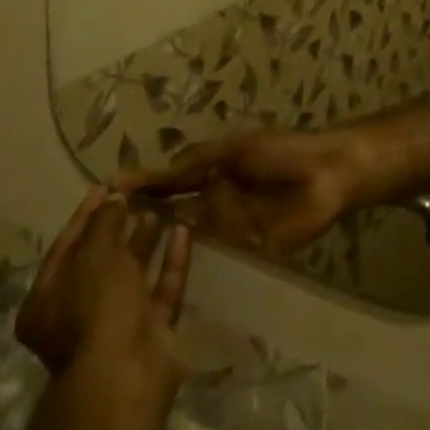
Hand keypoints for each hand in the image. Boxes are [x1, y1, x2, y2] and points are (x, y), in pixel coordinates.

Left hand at [15, 190, 190, 389]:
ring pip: (133, 274)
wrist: (125, 374)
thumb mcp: (95, 254)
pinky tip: (183, 230)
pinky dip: (171, 261)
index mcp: (47, 300)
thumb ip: (104, 222)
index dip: (86, 214)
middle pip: (100, 261)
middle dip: (119, 227)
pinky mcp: (150, 331)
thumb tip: (113, 199)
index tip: (107, 186)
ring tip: (163, 207)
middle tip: (138, 195)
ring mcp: (116, 324)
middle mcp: (77, 314)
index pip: (66, 246)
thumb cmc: (96, 307)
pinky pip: (160, 288)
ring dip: (146, 241)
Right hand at [114, 128, 369, 259]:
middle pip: (174, 209)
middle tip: (101, 237)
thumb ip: (199, 159)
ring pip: (189, 234)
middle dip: (144, 218)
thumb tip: (157, 170)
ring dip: (163, 243)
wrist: (328, 175)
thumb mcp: (236, 148)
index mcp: (214, 168)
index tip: (106, 191)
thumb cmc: (282, 151)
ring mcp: (229, 225)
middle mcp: (215, 196)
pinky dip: (193, 263)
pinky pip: (216, 255)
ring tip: (119, 264)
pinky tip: (162, 281)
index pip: (171, 178)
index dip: (143, 184)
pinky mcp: (246, 248)